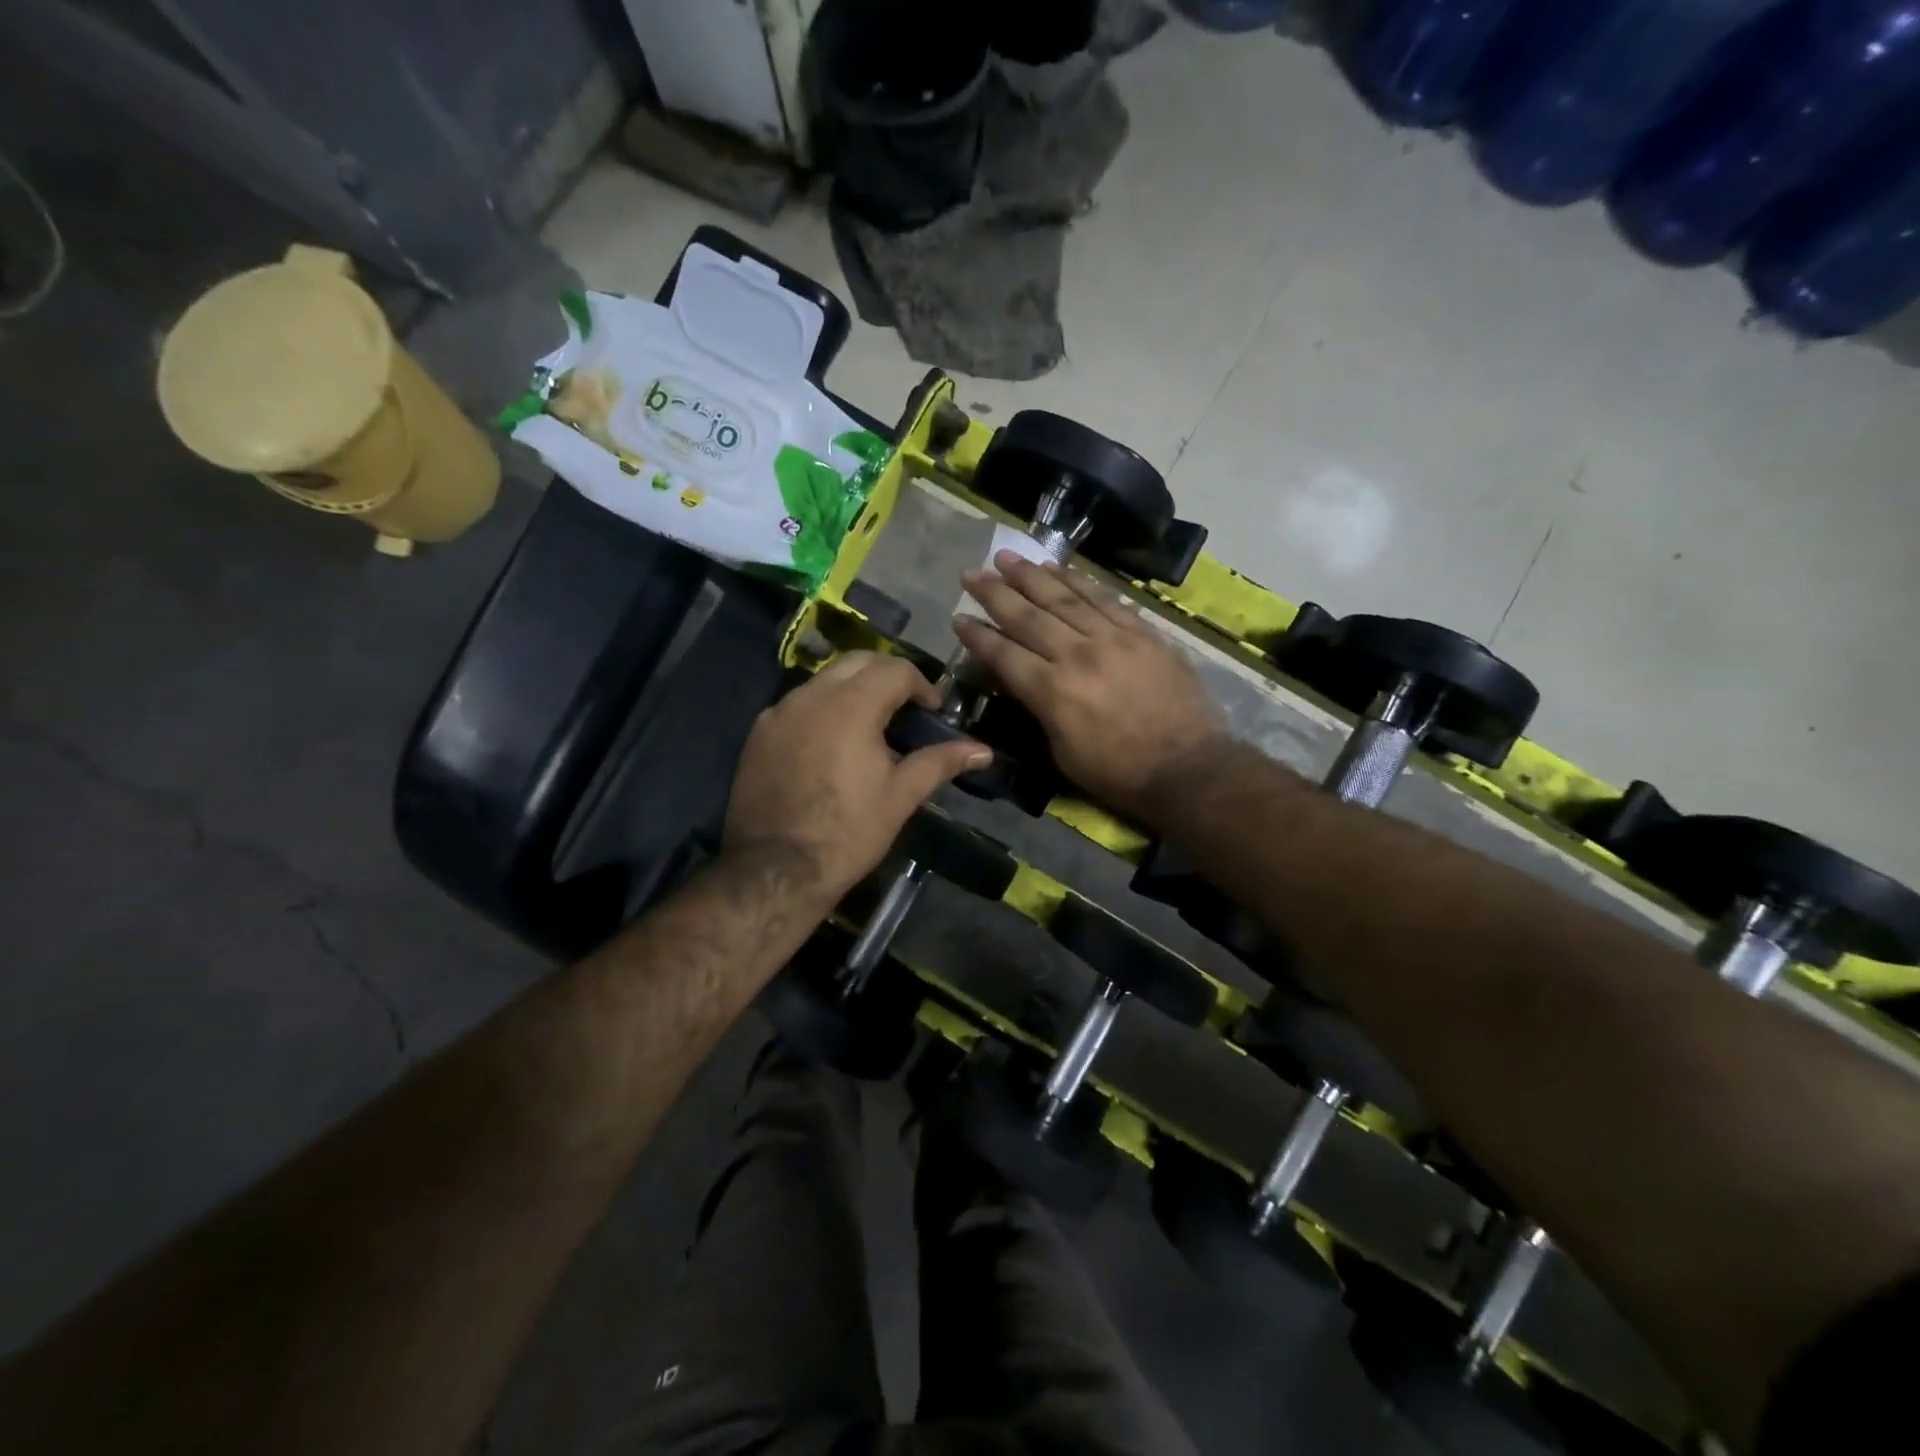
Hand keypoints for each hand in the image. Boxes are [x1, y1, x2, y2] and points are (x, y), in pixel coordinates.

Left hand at [723, 652, 991, 904]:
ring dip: (852, 690)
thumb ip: (941, 762)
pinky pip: (797, 705)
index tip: (933, 712)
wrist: (776, 870)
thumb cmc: (848, 832)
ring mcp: (779, 712)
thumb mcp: (901, 795)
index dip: (922, 685)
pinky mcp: (758, 734)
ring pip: (824, 680)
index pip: (895, 669)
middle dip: (887, 675)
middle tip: (906, 707)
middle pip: (857, 661)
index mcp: (851, 705)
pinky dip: (822, 710)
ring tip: (869, 726)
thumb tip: (984, 751)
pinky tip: (830, 745)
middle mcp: (812, 695)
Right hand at [953, 552, 1226, 817]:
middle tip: (972, 573)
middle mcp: (1077, 655)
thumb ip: (1038, 709)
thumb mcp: (1062, 752)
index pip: (1004, 653)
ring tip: (1007, 558)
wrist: (1187, 767)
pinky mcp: (1142, 633)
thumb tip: (1021, 678)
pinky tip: (1059, 569)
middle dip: (995, 592)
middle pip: (1028, 616)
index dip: (977, 635)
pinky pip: (1103, 599)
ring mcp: (1113, 639)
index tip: (958, 616)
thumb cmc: (1118, 773)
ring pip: (1064, 598)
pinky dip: (1078, 582)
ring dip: (1032, 575)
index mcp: (1052, 692)